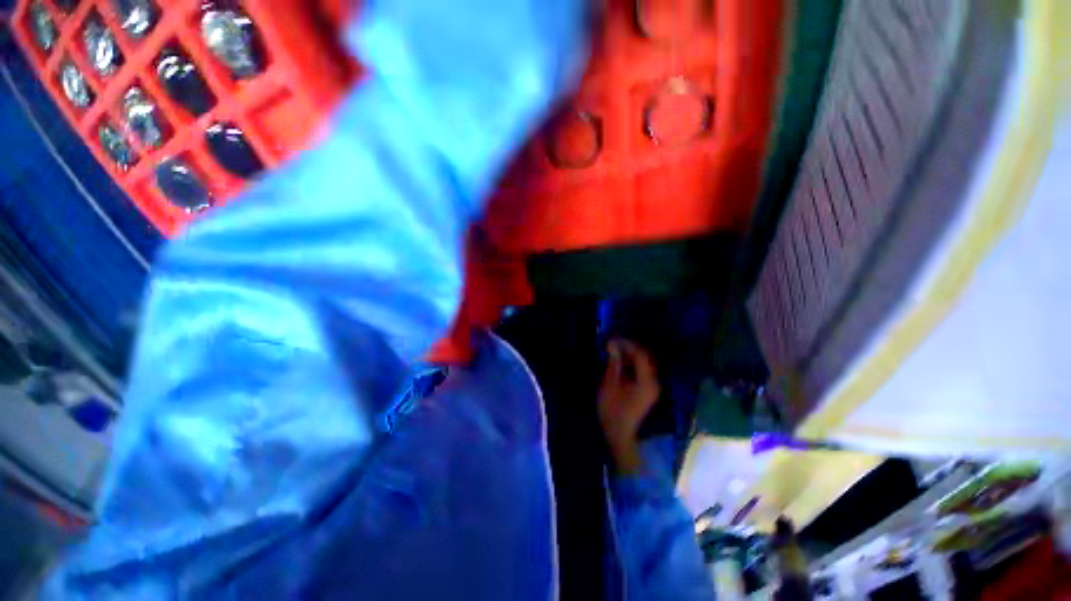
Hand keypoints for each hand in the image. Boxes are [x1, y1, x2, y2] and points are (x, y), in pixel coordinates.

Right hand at [598, 339, 659, 473]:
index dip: (627, 344)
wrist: (619, 434)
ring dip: (630, 355)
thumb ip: (614, 362)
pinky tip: (620, 363)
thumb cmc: (612, 410)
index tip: (613, 339)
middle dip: (630, 348)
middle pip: (645, 357)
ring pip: (644, 363)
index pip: (641, 354)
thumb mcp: (610, 383)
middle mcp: (654, 382)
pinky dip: (632, 363)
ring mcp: (652, 387)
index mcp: (646, 381)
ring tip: (614, 351)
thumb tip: (613, 344)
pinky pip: (642, 370)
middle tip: (613, 343)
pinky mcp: (648, 390)